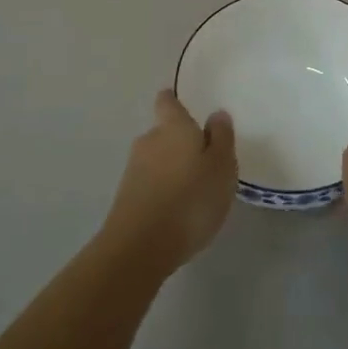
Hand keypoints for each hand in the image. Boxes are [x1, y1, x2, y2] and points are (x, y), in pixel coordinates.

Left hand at [101, 90, 237, 275]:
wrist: (140, 247)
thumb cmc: (190, 199)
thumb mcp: (222, 167)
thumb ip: (221, 137)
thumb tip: (216, 113)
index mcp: (173, 127)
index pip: (168, 101)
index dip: (173, 101)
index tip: (181, 104)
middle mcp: (149, 141)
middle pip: (163, 132)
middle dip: (178, 142)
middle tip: (202, 159)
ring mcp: (133, 170)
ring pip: (155, 160)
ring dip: (170, 168)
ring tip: (192, 189)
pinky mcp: (125, 198)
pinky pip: (149, 184)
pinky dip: (161, 190)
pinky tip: (176, 210)